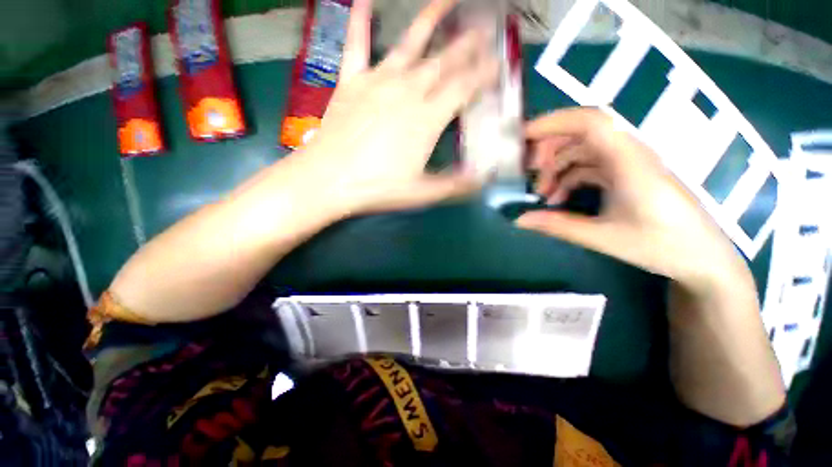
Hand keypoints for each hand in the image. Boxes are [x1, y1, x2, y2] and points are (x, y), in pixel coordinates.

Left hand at [299, 0, 498, 215]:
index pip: (464, 88)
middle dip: (468, 46)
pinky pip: (356, 43)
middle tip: (485, 30)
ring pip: (410, 43)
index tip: (498, 66)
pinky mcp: (351, 81)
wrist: (329, 180)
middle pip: (444, 62)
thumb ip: (454, 185)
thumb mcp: (421, 192)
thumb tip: (482, 180)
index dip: (484, 75)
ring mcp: (377, 81)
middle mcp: (407, 91)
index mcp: (427, 118)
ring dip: (432, 17)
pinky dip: (359, 18)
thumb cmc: (378, 188)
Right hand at [516, 108, 752, 292]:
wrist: (701, 257)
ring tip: (541, 194)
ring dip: (556, 168)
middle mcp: (628, 153)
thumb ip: (558, 225)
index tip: (523, 138)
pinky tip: (558, 199)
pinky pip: (588, 167)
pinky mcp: (625, 174)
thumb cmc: (662, 245)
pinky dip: (568, 178)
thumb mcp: (603, 238)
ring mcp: (627, 163)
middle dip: (548, 148)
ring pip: (581, 151)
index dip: (553, 123)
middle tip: (527, 172)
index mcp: (630, 161)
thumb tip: (520, 220)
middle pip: (581, 132)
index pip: (590, 122)